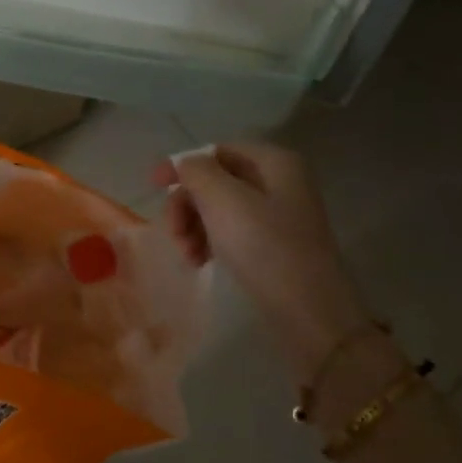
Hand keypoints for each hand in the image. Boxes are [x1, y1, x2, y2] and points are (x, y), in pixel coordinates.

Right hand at [154, 143, 373, 383]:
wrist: (309, 312)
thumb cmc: (265, 248)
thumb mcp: (224, 201)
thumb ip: (197, 172)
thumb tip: (184, 164)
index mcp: (274, 162)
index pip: (216, 150)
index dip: (182, 165)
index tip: (153, 187)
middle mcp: (280, 181)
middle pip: (215, 180)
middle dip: (187, 204)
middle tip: (173, 233)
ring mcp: (279, 215)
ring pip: (219, 208)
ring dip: (194, 227)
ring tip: (188, 256)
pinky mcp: (274, 245)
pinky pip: (231, 231)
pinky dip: (210, 242)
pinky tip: (202, 262)